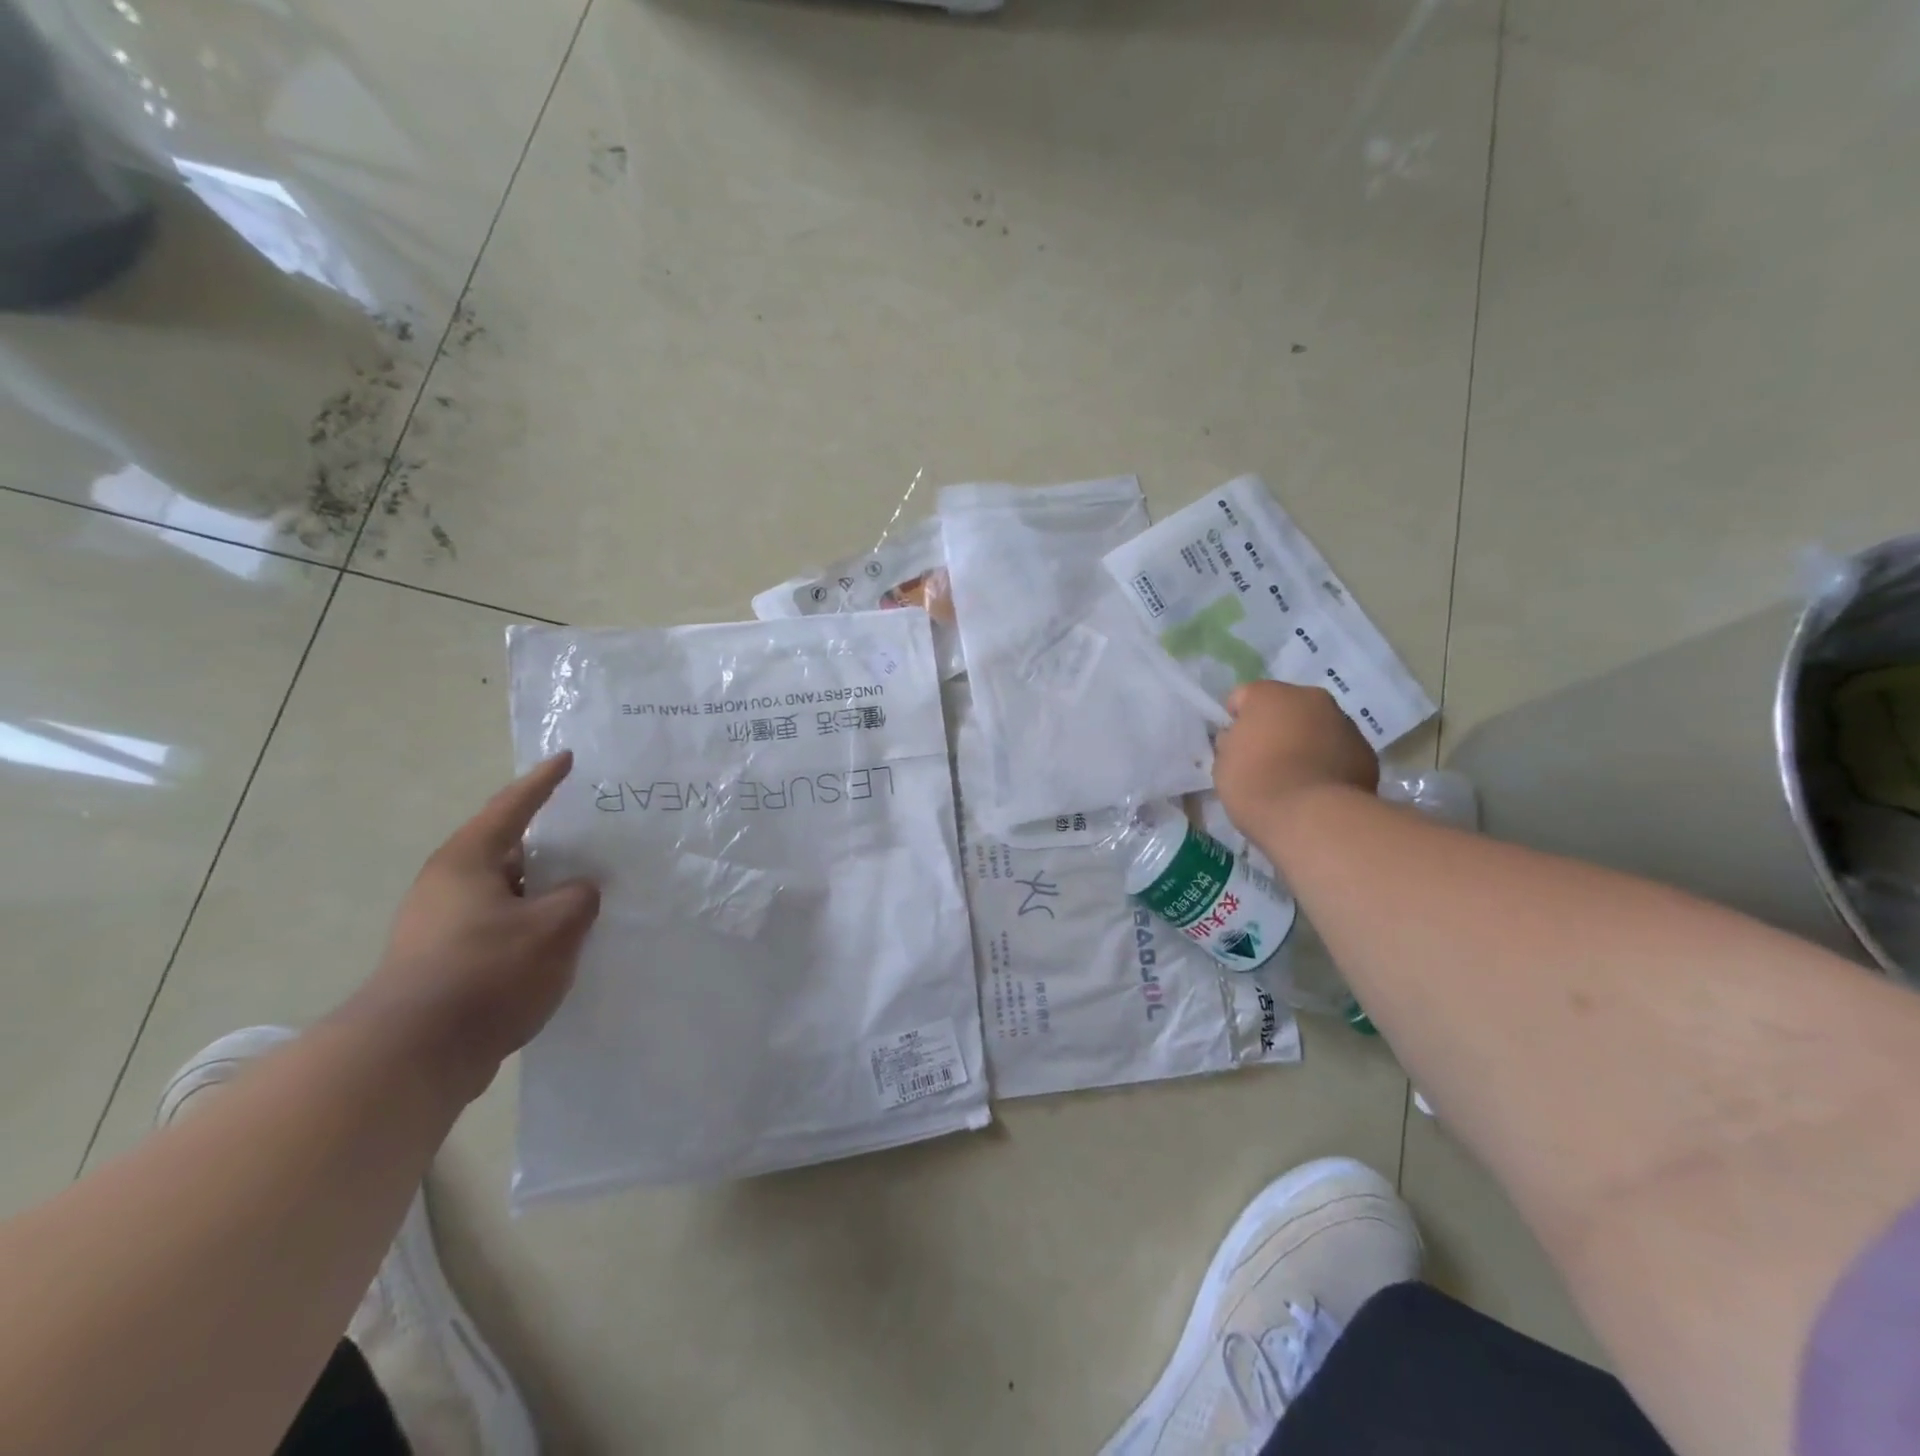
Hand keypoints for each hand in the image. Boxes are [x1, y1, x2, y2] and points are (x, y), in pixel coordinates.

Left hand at [346, 753, 599, 1099]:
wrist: (412, 1057)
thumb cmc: (487, 972)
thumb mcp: (555, 925)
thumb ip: (579, 896)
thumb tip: (578, 892)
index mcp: (467, 861)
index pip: (513, 806)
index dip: (544, 782)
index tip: (567, 758)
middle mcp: (448, 886)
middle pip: (509, 850)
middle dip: (550, 845)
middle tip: (593, 836)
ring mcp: (441, 927)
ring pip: (507, 893)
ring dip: (544, 891)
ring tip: (588, 892)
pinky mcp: (445, 964)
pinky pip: (501, 927)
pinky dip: (532, 925)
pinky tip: (562, 942)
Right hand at [1212, 682, 1378, 834]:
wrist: (1312, 817)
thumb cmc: (1256, 784)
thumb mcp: (1223, 763)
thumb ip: (1231, 742)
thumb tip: (1240, 739)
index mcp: (1269, 695)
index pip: (1243, 697)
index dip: (1235, 722)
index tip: (1233, 747)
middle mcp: (1310, 698)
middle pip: (1286, 707)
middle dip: (1276, 727)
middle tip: (1265, 761)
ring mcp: (1344, 723)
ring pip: (1317, 727)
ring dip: (1305, 743)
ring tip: (1295, 778)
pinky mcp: (1366, 752)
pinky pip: (1339, 751)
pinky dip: (1329, 762)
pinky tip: (1318, 789)